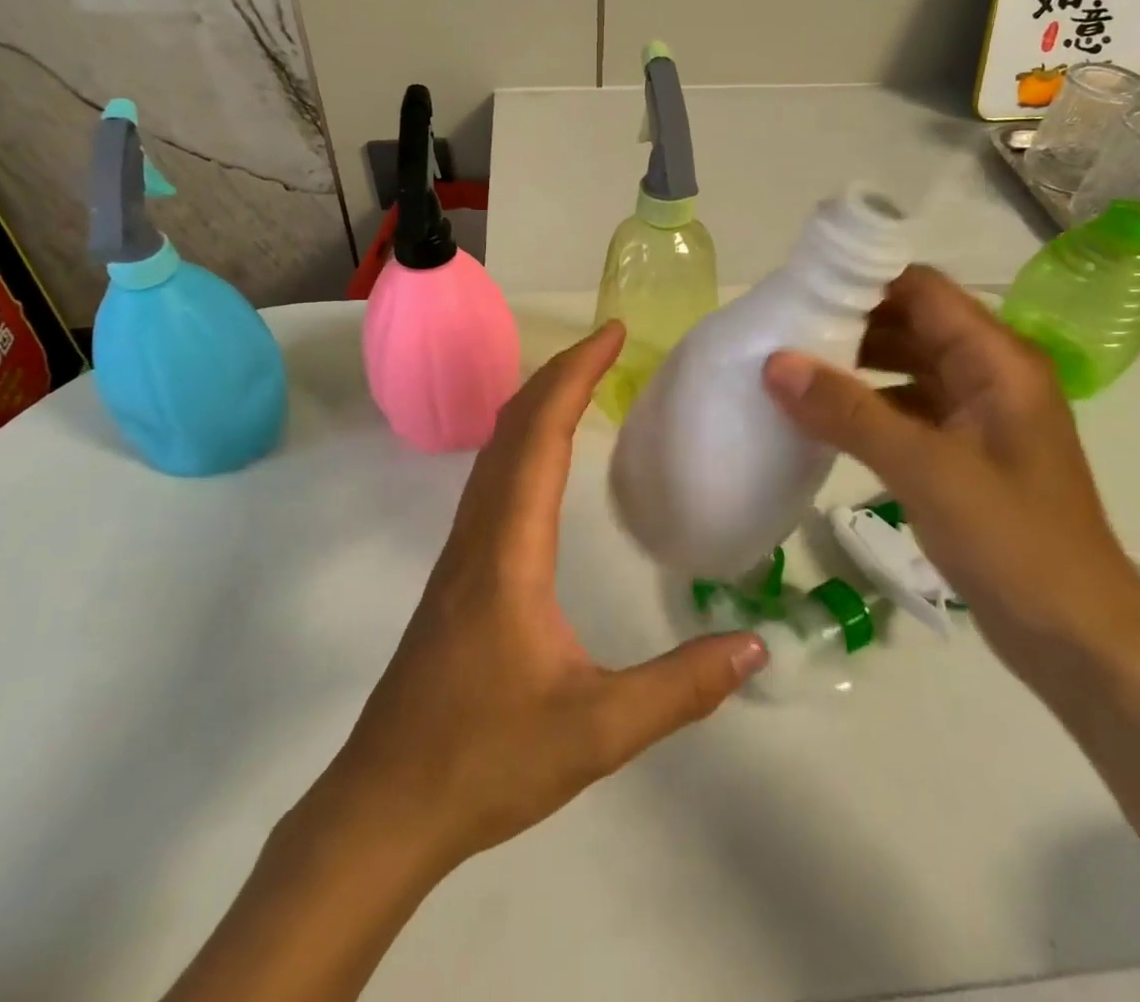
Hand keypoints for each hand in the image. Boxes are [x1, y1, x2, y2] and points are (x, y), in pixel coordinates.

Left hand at [329, 321, 767, 876]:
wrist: (384, 805)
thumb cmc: (485, 760)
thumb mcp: (597, 730)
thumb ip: (680, 687)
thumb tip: (755, 644)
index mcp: (509, 549)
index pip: (541, 435)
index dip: (576, 375)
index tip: (613, 333)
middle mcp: (479, 532)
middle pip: (514, 425)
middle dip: (561, 372)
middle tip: (610, 344)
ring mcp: (463, 551)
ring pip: (496, 450)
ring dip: (538, 402)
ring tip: (584, 381)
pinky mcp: (459, 573)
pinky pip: (492, 479)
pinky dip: (524, 440)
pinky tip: (545, 458)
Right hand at [761, 265, 1139, 668]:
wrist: (1079, 638)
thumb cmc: (1014, 542)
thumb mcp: (925, 470)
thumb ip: (849, 412)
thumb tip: (775, 363)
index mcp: (997, 360)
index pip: (923, 290)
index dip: (864, 280)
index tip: (799, 291)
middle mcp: (991, 374)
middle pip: (913, 322)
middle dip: (850, 323)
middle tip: (782, 331)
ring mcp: (979, 415)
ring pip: (908, 365)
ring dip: (856, 364)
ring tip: (792, 369)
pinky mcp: (965, 451)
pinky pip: (909, 407)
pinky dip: (868, 405)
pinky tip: (824, 419)